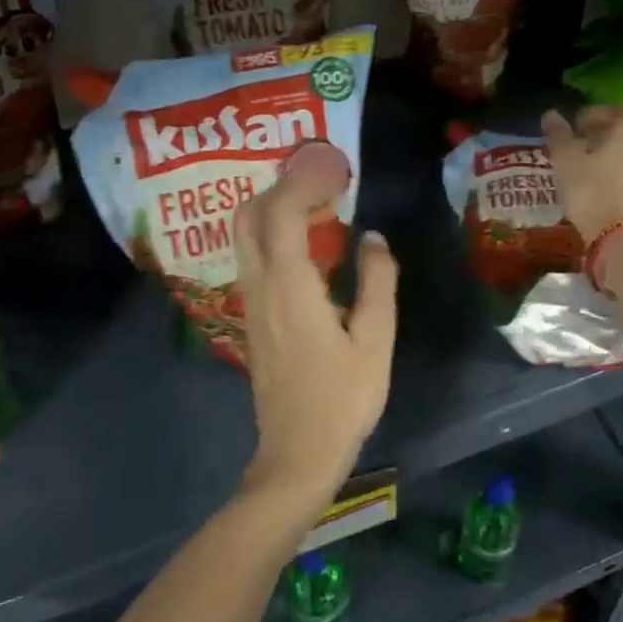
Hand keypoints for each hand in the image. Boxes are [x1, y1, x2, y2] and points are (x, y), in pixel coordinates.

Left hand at [235, 143, 397, 506]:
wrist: (297, 454)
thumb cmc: (343, 399)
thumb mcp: (376, 340)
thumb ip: (377, 282)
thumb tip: (373, 237)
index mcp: (291, 287)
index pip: (283, 213)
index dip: (304, 181)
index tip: (335, 167)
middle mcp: (261, 286)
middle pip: (250, 215)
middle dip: (281, 185)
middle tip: (323, 180)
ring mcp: (250, 302)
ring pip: (245, 236)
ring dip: (273, 208)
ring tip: (318, 204)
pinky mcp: (251, 317)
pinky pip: (252, 257)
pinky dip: (272, 233)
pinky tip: (306, 244)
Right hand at [542, 105, 622, 240]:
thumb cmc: (593, 192)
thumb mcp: (567, 162)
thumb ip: (559, 136)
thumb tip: (551, 114)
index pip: (609, 110)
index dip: (588, 116)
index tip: (572, 128)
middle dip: (604, 134)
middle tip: (582, 145)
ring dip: (616, 154)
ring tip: (593, 167)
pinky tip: (609, 184)